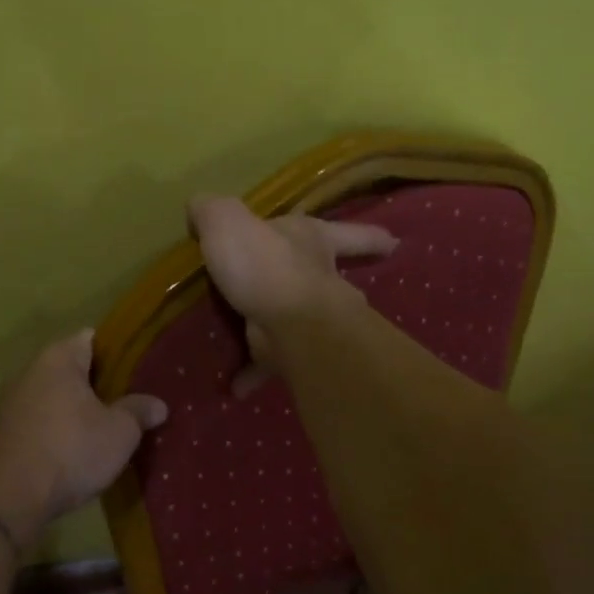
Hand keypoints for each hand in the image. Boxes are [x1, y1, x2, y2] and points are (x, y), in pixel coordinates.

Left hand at [0, 329, 167, 544]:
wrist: (8, 499)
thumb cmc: (71, 451)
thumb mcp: (120, 432)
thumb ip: (139, 411)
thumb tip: (158, 404)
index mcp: (58, 358)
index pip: (92, 338)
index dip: (118, 352)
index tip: (139, 371)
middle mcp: (29, 370)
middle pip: (71, 367)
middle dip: (98, 383)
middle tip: (128, 401)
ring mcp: (10, 401)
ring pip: (53, 395)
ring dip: (75, 408)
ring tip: (105, 427)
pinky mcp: (1, 431)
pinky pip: (38, 419)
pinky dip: (56, 428)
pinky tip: (75, 449)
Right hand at [187, 195, 396, 393]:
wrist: (286, 323)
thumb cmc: (266, 264)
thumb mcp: (228, 221)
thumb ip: (213, 210)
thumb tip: (199, 209)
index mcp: (314, 241)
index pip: (350, 234)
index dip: (369, 236)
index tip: (394, 243)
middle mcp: (321, 279)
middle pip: (338, 280)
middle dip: (336, 285)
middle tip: (331, 291)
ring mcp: (312, 320)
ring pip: (305, 323)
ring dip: (289, 330)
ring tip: (266, 336)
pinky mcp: (292, 353)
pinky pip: (269, 363)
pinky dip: (253, 373)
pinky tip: (233, 384)